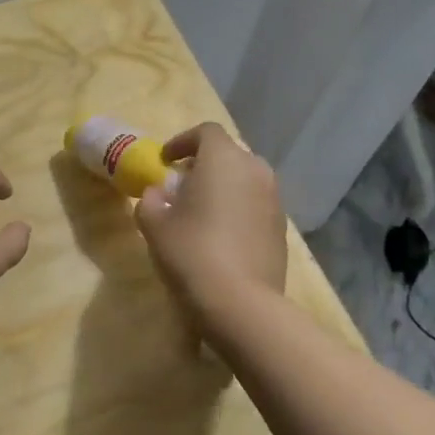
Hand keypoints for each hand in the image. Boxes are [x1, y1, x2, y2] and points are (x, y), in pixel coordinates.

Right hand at [134, 123, 286, 314]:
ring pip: (246, 180)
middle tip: (182, 185)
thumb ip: (151, 200)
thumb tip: (158, 194)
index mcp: (224, 159)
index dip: (183, 141)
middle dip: (205, 164)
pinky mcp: (282, 228)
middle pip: (229, 154)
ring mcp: (274, 200)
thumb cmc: (191, 252)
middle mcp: (255, 171)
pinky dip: (239, 209)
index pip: (206, 132)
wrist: (240, 302)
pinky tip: (222, 235)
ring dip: (224, 187)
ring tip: (202, 211)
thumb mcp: (154, 225)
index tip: (166, 161)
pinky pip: (256, 205)